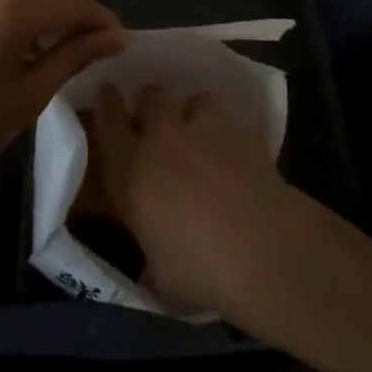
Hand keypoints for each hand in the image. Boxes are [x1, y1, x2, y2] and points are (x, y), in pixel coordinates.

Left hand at [0, 0, 127, 192]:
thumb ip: (74, 56)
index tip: (120, 41)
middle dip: (77, 6)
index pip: (74, 1)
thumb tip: (115, 37)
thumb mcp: (29, 95)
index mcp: (13, 8)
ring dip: (50, 3)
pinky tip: (22, 40)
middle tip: (92, 43)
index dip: (102, 19)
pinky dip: (22, 5)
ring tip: (60, 43)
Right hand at [89, 83, 294, 316]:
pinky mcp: (247, 135)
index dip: (106, 105)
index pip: (110, 123)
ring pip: (196, 100)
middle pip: (152, 96)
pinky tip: (237, 153)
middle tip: (156, 121)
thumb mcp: (160, 276)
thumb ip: (151, 258)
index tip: (106, 95)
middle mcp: (165, 140)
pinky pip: (233, 121)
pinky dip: (230, 132)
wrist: (264, 251)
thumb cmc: (200, 271)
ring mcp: (208, 131)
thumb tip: (153, 263)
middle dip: (151, 103)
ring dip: (195, 112)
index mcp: (132, 170)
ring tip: (202, 134)